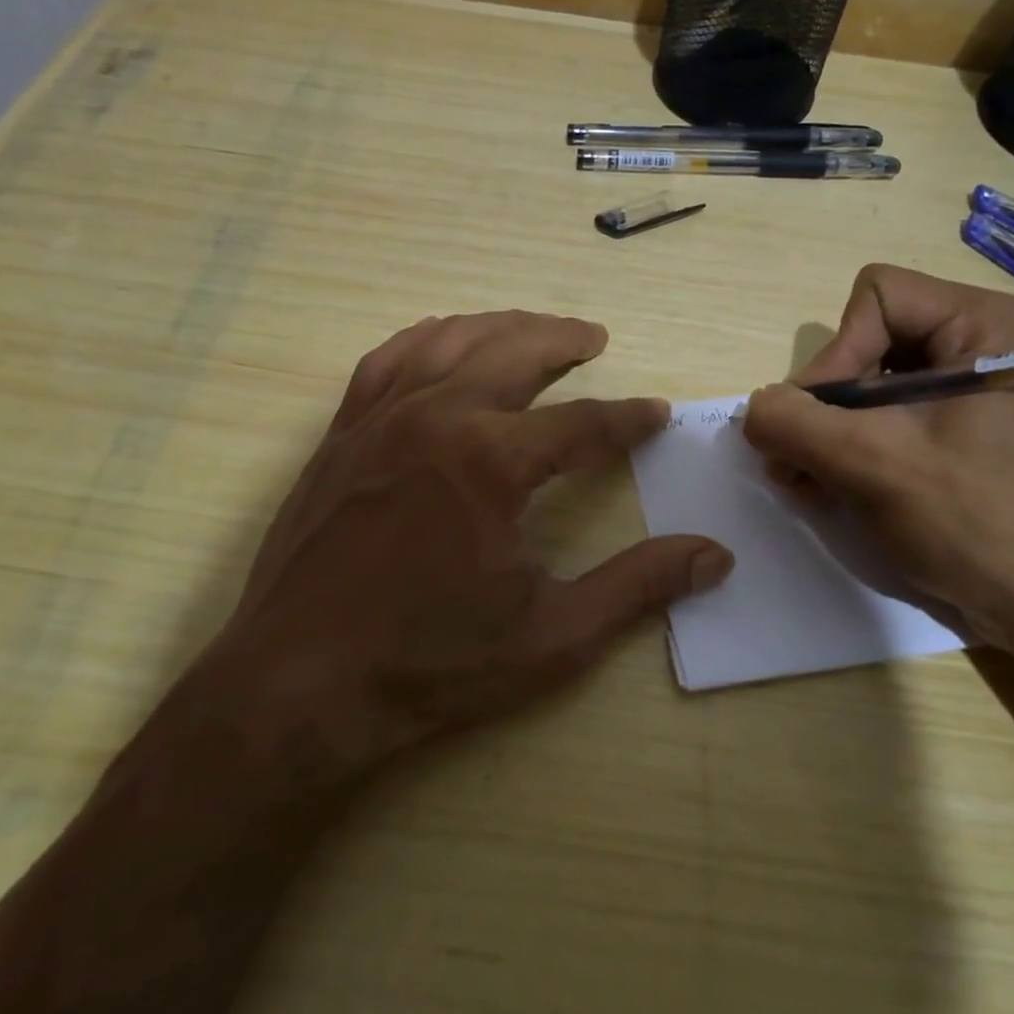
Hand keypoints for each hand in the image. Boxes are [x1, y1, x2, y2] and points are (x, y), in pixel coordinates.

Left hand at [188, 311, 733, 779]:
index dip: (628, 418)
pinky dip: (427, 338)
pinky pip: (388, 359)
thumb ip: (638, 587)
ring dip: (501, 327)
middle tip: (595, 339)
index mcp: (493, 461)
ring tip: (534, 329)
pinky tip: (443, 339)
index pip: (583, 423)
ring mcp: (381, 418)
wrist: (298, 685)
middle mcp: (437, 417)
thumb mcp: (553, 636)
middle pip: (515, 352)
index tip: (656, 414)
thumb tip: (715, 556)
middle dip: (564, 340)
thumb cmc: (431, 663)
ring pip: (451, 340)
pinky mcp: (342, 432)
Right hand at [742, 265, 1013, 657]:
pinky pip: (894, 417)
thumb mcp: (873, 465)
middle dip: (826, 404)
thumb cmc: (980, 525)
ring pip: (874, 383)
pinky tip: (832, 488)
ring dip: (831, 431)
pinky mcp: (971, 432)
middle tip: (795, 461)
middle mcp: (987, 343)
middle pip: (870, 342)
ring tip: (805, 481)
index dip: (836, 356)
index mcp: (987, 324)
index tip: (823, 425)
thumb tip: (755, 409)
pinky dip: (856, 447)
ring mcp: (980, 391)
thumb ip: (794, 423)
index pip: (876, 299)